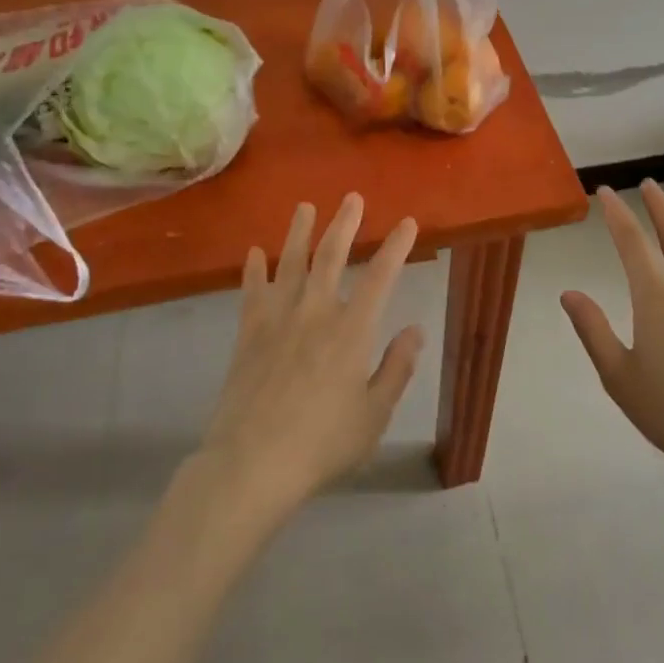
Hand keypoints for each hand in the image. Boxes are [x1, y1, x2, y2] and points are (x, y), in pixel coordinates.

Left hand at [200, 194, 424, 516]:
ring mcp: (277, 320)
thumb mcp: (374, 415)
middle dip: (344, 224)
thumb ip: (397, 368)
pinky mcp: (248, 334)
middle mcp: (315, 313)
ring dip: (299, 232)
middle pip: (330, 257)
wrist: (252, 464)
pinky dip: (253, 271)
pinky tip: (253, 253)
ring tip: (305, 207)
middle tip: (352, 197)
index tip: (407, 223)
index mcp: (351, 331)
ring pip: (289, 264)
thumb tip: (415, 329)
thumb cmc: (322, 444)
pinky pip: (252, 292)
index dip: (396, 247)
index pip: (380, 277)